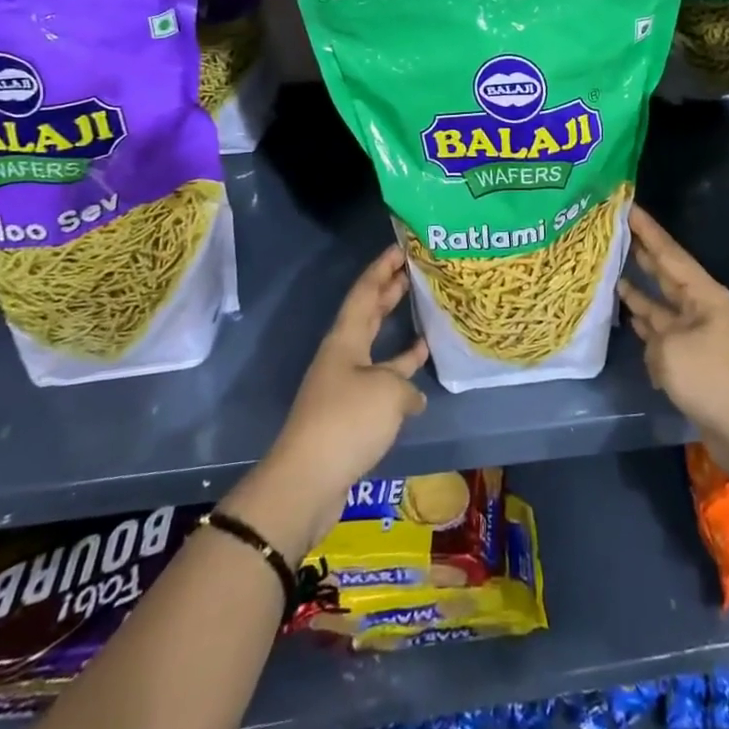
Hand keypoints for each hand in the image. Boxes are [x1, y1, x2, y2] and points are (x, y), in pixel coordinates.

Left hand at [219, 245, 428, 559]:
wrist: (307, 481)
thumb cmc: (347, 421)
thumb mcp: (388, 392)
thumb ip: (406, 384)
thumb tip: (412, 397)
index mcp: (345, 339)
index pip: (365, 292)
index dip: (382, 268)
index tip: (400, 247)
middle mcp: (342, 355)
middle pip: (367, 314)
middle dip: (388, 290)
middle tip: (412, 268)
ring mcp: (345, 384)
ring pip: (375, 345)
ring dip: (395, 328)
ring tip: (421, 309)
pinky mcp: (351, 413)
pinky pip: (380, 378)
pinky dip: (399, 371)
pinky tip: (420, 373)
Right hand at [619, 205, 728, 484]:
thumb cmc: (711, 379)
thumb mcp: (671, 349)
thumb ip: (653, 332)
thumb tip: (651, 334)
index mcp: (702, 294)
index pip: (669, 253)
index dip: (648, 230)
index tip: (628, 206)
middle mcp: (700, 307)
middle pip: (666, 273)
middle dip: (643, 253)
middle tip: (617, 230)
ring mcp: (696, 333)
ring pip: (661, 303)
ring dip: (640, 289)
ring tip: (614, 269)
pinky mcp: (691, 358)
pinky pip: (662, 332)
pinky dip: (646, 323)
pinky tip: (629, 315)